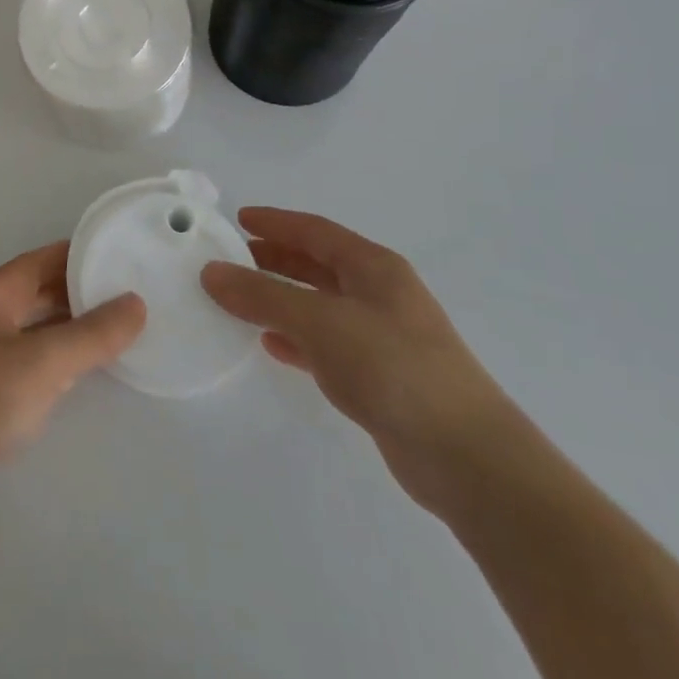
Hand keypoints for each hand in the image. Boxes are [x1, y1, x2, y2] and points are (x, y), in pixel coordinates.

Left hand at [0, 242, 145, 512]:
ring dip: (69, 329)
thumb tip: (136, 303)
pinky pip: (28, 364)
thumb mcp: (44, 361)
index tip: (119, 257)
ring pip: (34, 330)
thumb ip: (92, 334)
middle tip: (128, 297)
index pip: (41, 260)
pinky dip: (55, 362)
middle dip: (78, 293)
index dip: (78, 256)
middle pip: (38, 293)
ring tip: (116, 333)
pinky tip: (81, 376)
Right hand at [201, 208, 523, 514]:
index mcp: (374, 268)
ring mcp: (382, 338)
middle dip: (274, 259)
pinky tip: (271, 346)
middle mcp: (379, 295)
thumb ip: (263, 296)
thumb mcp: (320, 322)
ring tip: (239, 300)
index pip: (315, 231)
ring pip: (319, 306)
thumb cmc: (393, 367)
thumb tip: (210, 272)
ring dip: (281, 300)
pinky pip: (326, 345)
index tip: (237, 219)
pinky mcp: (380, 379)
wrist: (468, 459)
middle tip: (231, 259)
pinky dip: (297, 339)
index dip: (275, 222)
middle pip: (317, 265)